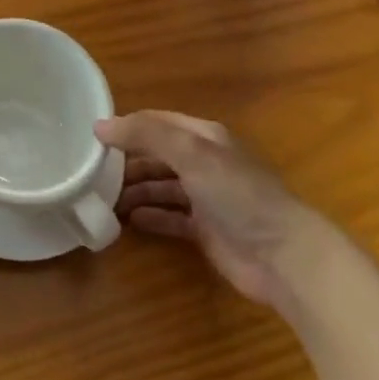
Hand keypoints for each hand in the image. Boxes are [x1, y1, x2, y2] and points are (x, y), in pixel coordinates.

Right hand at [97, 111, 331, 311]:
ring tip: (104, 198)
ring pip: (161, 186)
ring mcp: (206, 198)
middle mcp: (203, 162)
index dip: (127, 126)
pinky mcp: (206, 231)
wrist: (285, 257)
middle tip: (93, 172)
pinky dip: (150, 216)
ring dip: (134, 190)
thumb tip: (99, 126)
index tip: (93, 137)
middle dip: (126, 161)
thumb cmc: (237, 194)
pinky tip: (128, 220)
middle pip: (156, 155)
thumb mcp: (189, 152)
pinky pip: (170, 217)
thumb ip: (145, 135)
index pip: (156, 122)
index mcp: (203, 136)